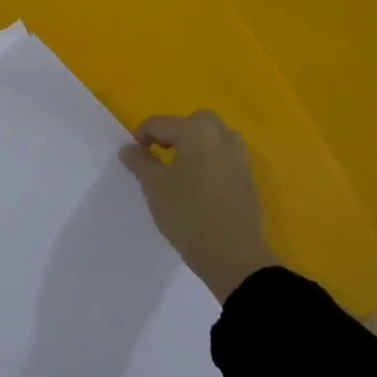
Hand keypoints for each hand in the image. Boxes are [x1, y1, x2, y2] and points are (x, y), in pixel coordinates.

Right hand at [119, 110, 277, 302]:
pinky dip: (209, 159)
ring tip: (180, 169)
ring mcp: (239, 156)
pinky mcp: (247, 176)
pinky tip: (199, 185)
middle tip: (159, 156)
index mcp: (196, 131)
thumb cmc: (187, 214)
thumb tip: (129, 148)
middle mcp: (221, 136)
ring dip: (195, 144)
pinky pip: (224, 155)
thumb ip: (140, 162)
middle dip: (173, 133)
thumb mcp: (154, 187)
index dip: (141, 137)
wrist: (233, 255)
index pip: (160, 123)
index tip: (133, 158)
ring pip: (213, 136)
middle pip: (193, 122)